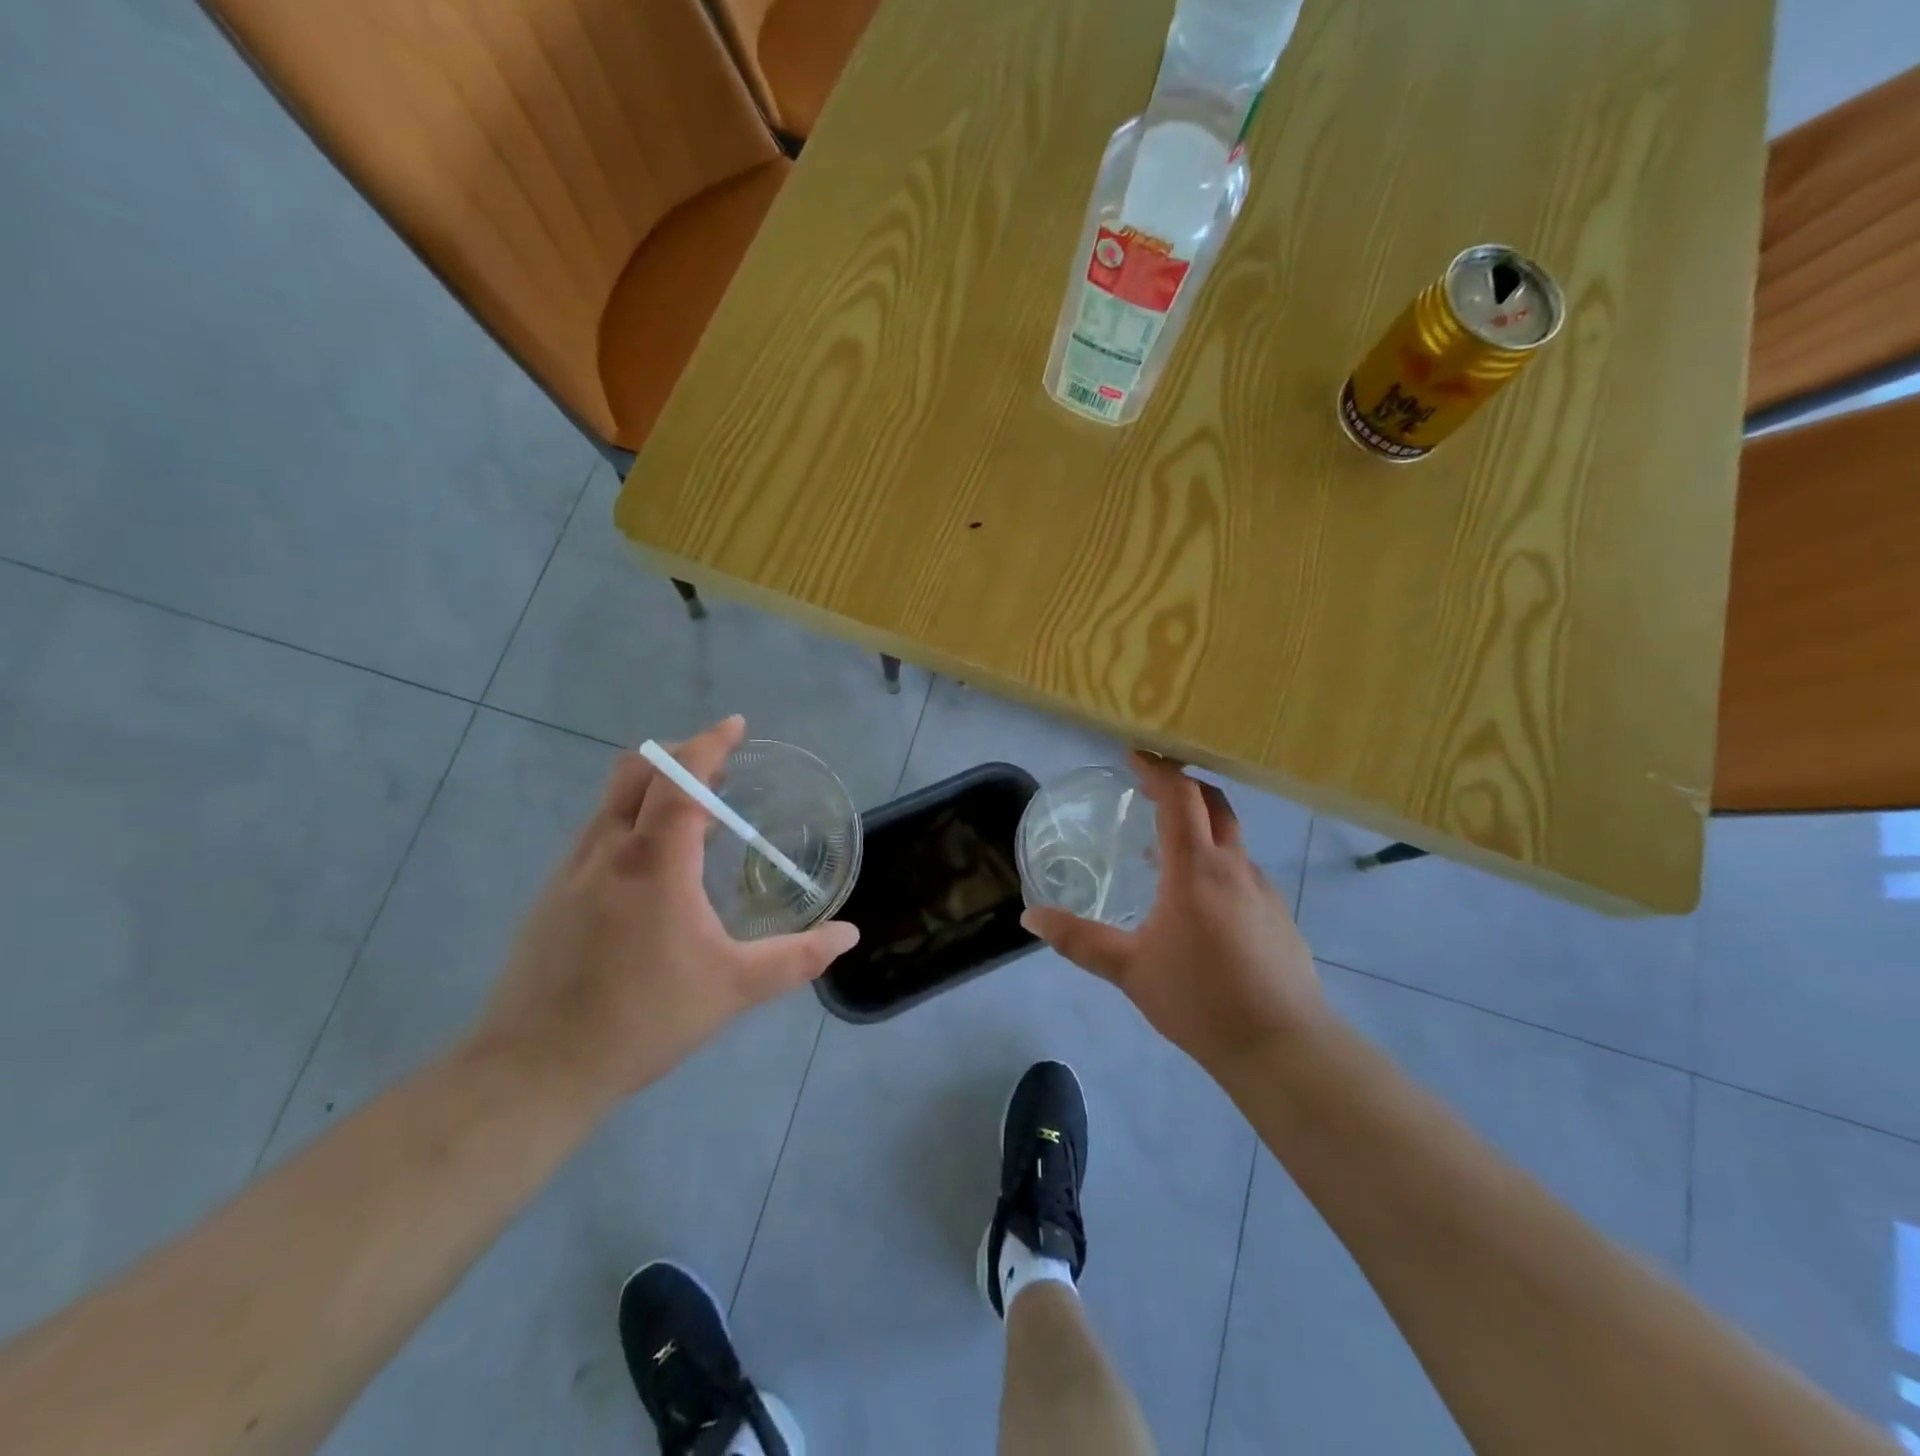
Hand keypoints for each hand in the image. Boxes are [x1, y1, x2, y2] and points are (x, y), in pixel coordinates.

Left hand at [476, 716, 858, 1100]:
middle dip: (679, 754)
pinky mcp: (552, 895)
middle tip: (719, 767)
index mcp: (654, 862)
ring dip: (652, 786)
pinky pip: (597, 832)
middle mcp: (608, 851)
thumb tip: (848, 936)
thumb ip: (795, 959)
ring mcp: (572, 871)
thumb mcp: (732, 989)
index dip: (709, 745)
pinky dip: (630, 819)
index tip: (736, 725)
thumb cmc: (642, 1019)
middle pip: (637, 771)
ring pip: (611, 800)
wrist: (534, 1069)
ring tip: (694, 813)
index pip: (681, 780)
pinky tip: (652, 864)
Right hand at [1021, 754, 1326, 1073]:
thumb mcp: (1129, 969)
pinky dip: (1216, 863)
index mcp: (1196, 869)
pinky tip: (1198, 903)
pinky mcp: (1279, 915)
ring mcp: (1263, 889)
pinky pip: (1242, 871)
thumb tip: (1030, 917)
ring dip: (1199, 827)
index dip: (1157, 769)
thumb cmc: (1200, 999)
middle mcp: (1234, 866)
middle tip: (1148, 788)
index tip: (1134, 755)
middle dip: (1182, 785)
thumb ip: (1078, 940)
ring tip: (1163, 851)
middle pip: (1213, 803)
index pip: (1180, 797)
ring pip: (1230, 838)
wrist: (1283, 1047)